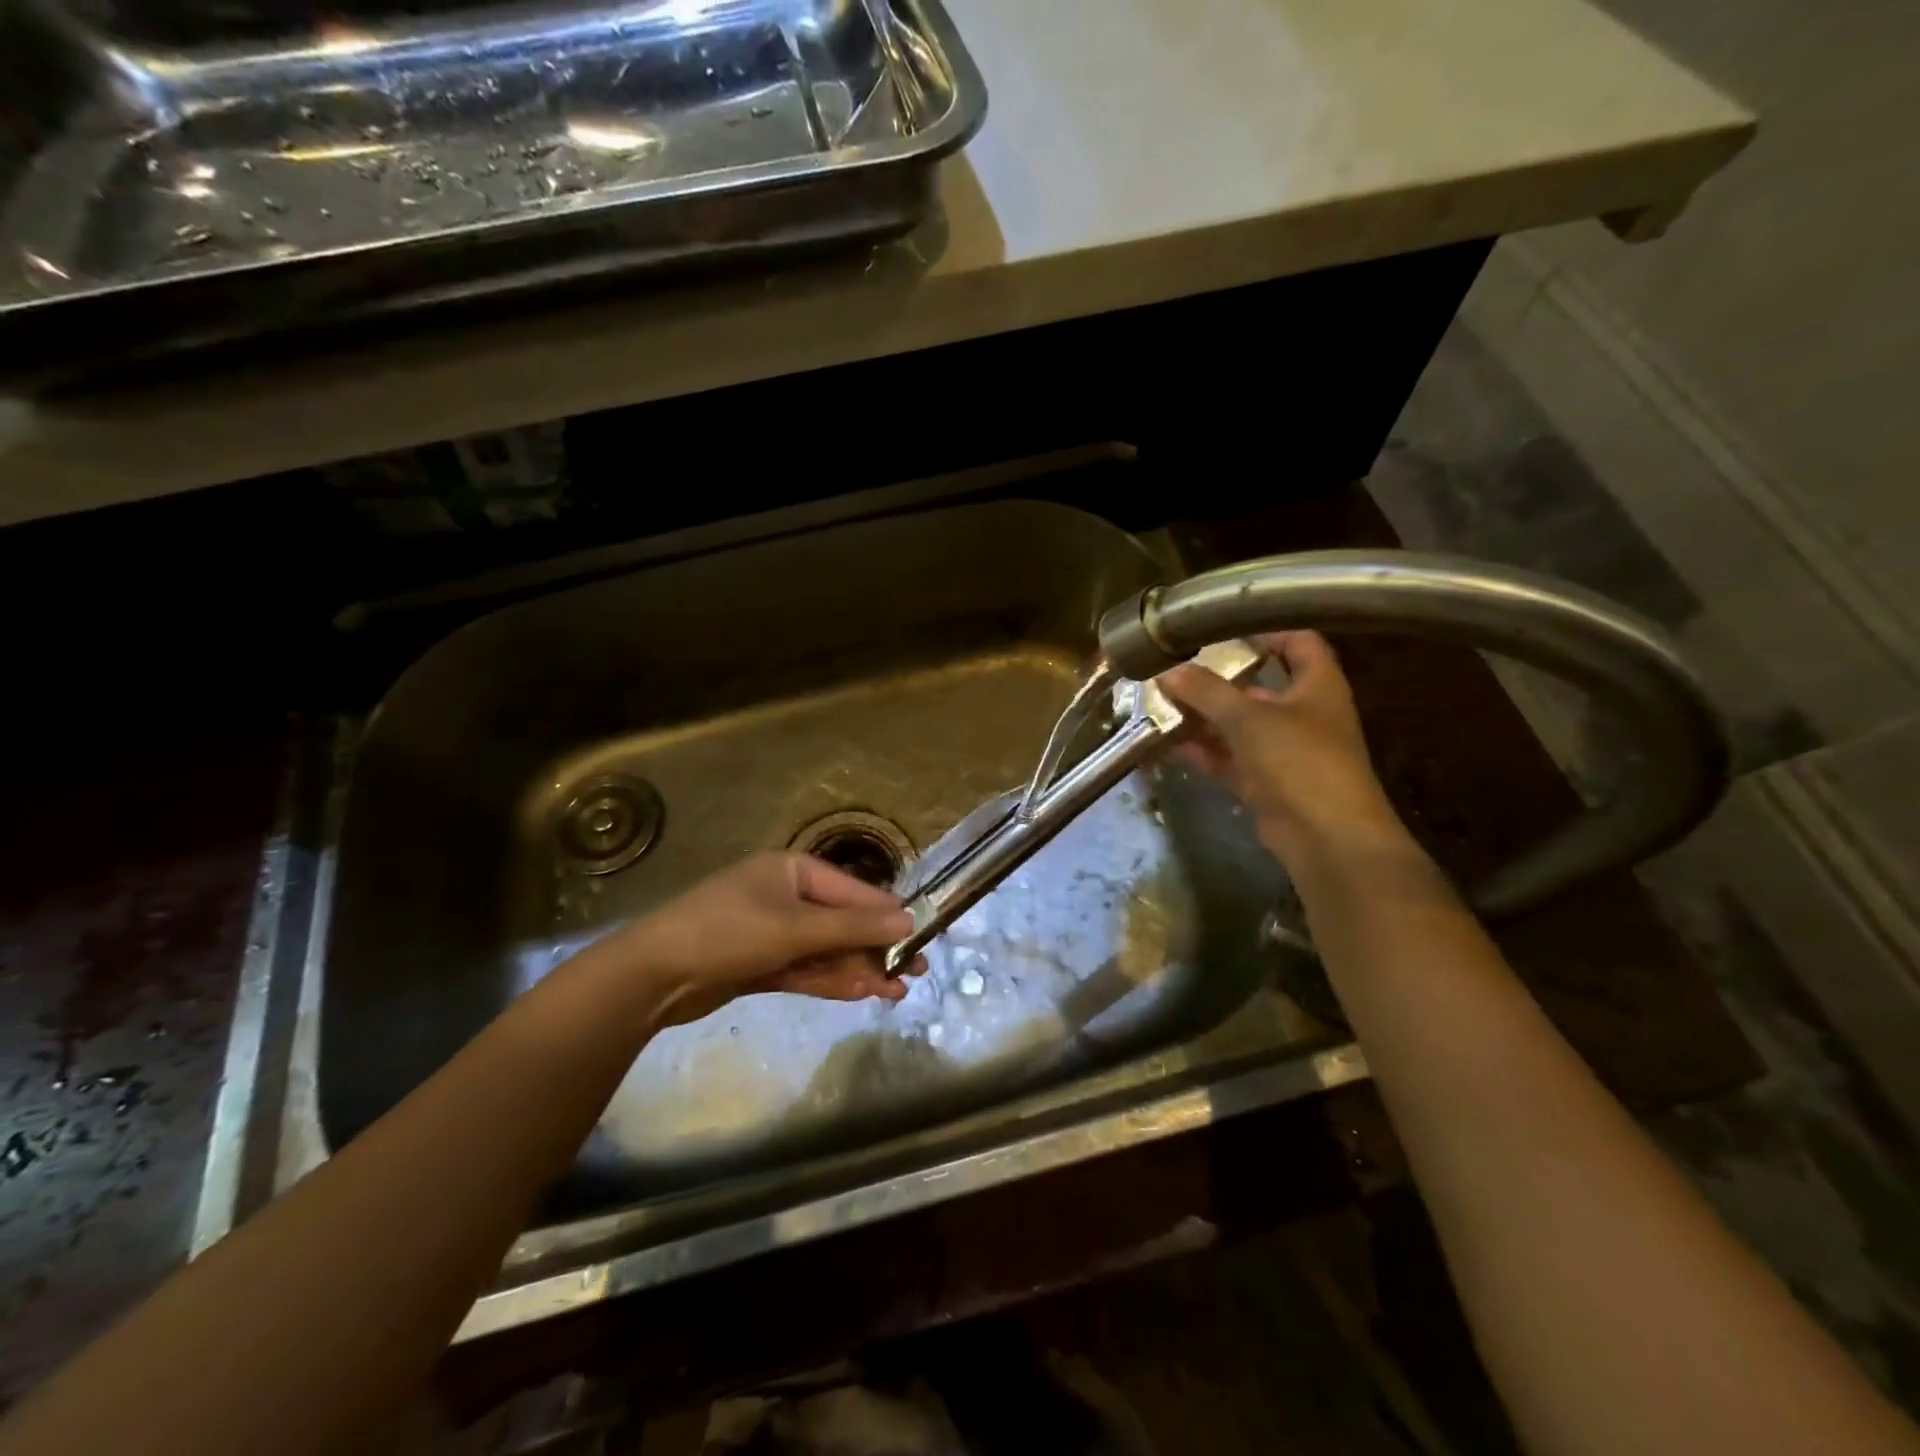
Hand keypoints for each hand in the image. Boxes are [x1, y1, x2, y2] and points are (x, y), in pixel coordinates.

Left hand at [597, 852, 921, 1026]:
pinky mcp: (760, 963)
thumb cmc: (728, 933)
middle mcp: (785, 896)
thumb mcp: (795, 928)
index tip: (924, 935)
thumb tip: (909, 920)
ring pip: (826, 949)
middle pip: (842, 920)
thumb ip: (853, 926)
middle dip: (876, 946)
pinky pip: (806, 968)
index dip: (888, 913)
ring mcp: (772, 931)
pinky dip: (831, 980)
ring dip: (859, 968)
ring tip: (897, 990)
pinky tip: (862, 993)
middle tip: (916, 970)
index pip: (853, 890)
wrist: (651, 977)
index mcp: (793, 870)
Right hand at [1160, 631, 1407, 864]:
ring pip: (1238, 726)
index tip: (1224, 630)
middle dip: (1217, 681)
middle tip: (1175, 670)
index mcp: (1317, 686)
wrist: (1327, 837)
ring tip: (1161, 705)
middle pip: (1258, 687)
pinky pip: (1229, 759)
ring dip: (1203, 717)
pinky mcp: (1266, 783)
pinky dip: (1203, 751)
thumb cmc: (1300, 761)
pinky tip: (1168, 743)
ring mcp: (1283, 752)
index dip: (1267, 630)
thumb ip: (1207, 692)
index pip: (1299, 642)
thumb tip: (1168, 672)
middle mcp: (1302, 714)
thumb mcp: (1249, 718)